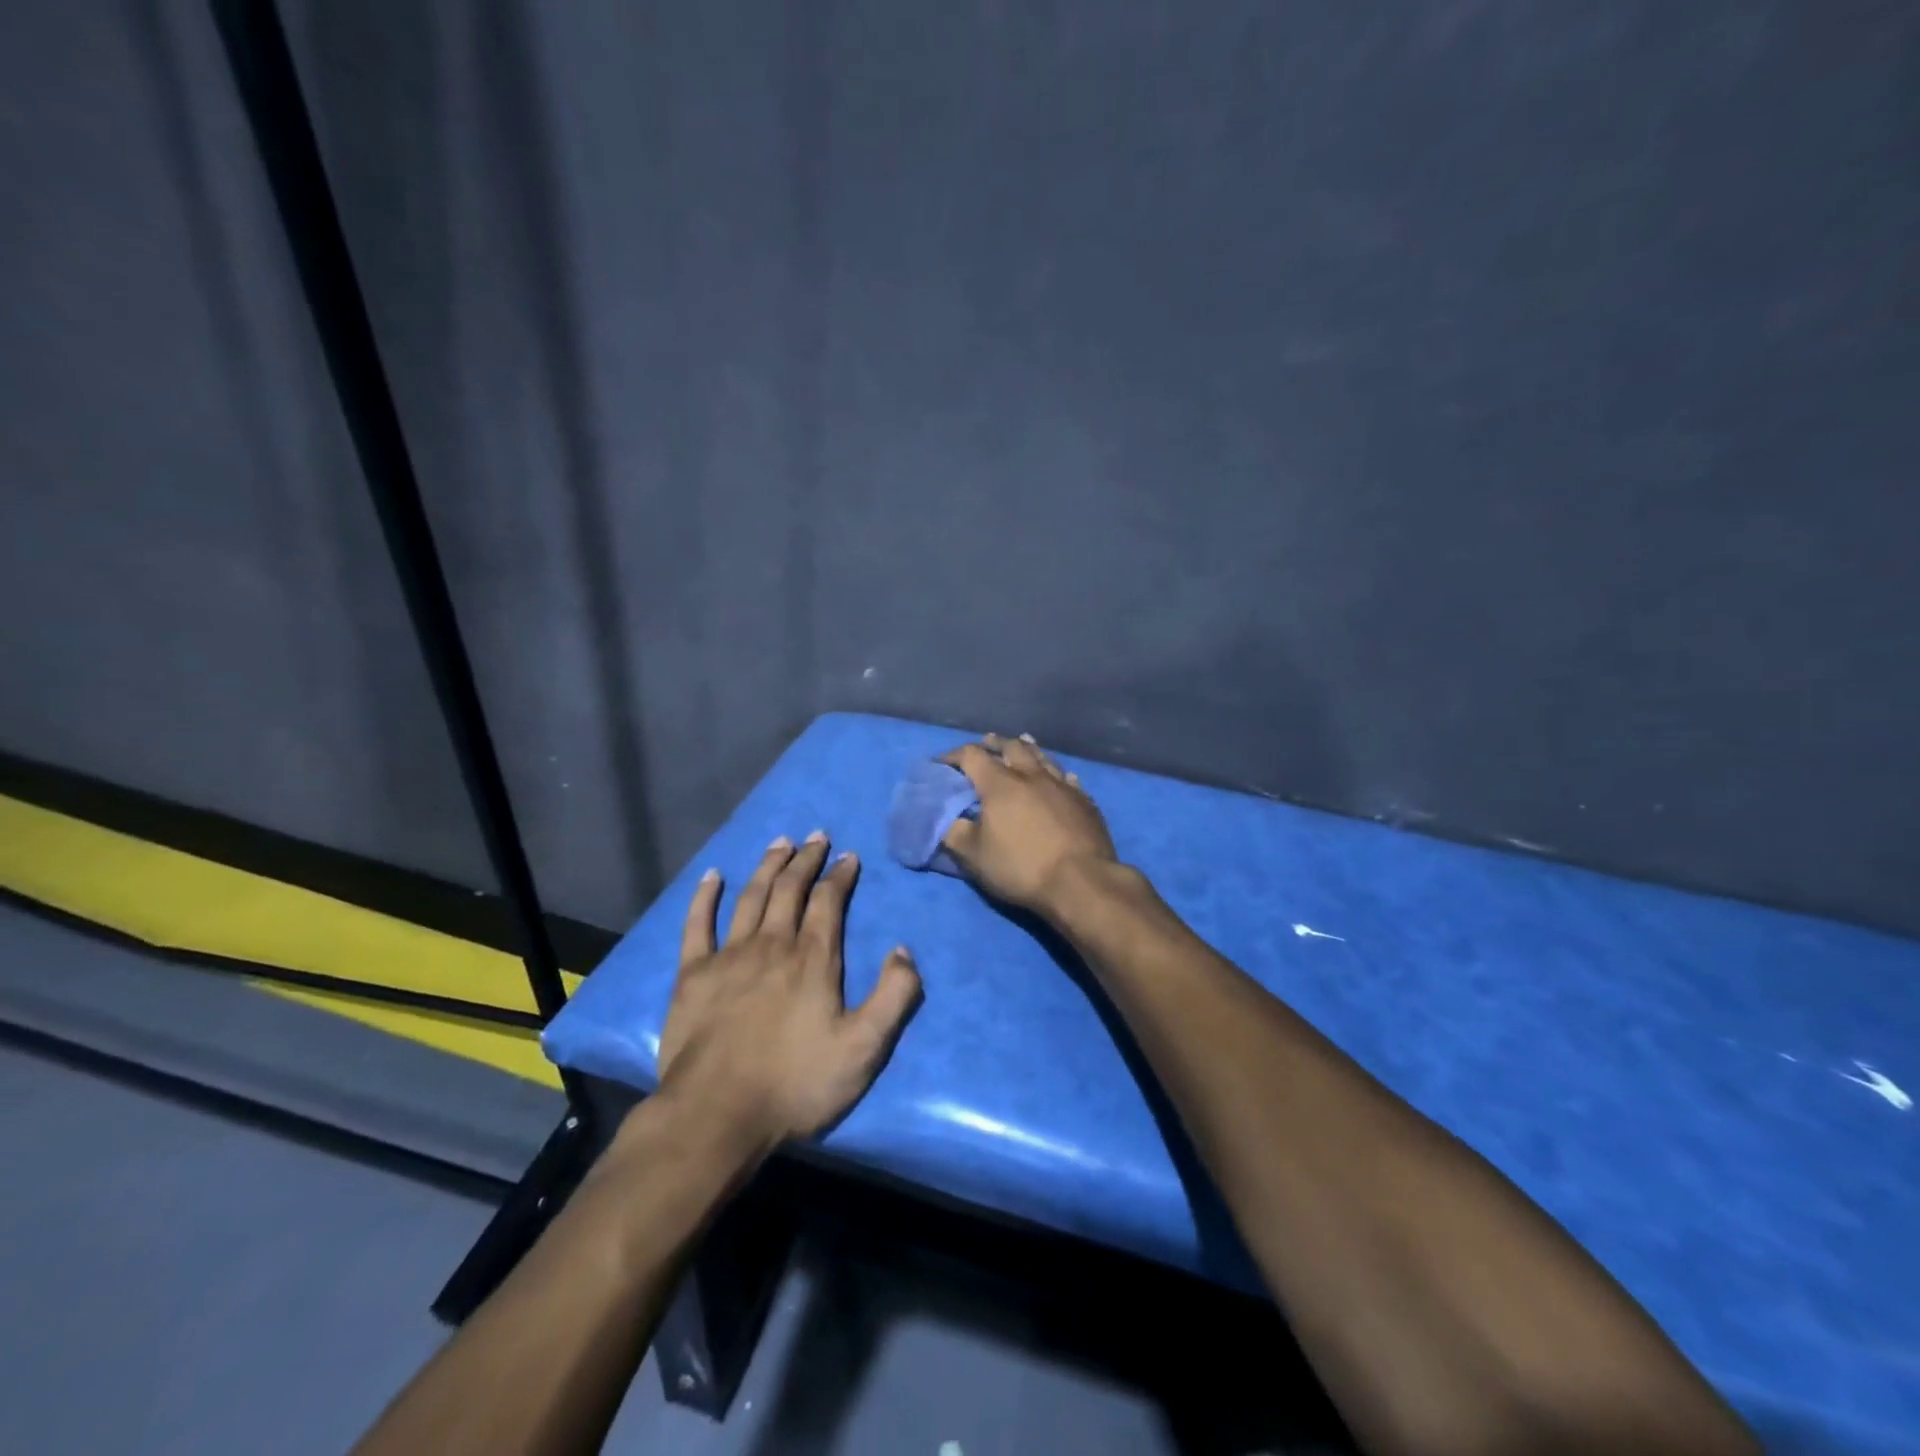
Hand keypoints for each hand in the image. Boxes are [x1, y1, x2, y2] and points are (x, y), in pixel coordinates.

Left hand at [656, 833, 922, 1149]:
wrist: (717, 1115)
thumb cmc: (795, 1083)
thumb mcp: (863, 1049)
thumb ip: (893, 996)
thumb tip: (904, 950)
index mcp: (813, 959)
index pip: (828, 901)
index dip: (840, 875)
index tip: (848, 856)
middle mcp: (772, 944)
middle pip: (790, 889)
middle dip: (805, 859)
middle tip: (815, 836)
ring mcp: (729, 956)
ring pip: (751, 896)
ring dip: (767, 866)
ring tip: (779, 843)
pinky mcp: (693, 975)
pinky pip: (698, 924)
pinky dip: (705, 897)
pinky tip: (712, 876)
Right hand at [941, 733, 1118, 918]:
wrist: (1081, 881)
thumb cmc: (1021, 866)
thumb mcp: (974, 856)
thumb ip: (954, 833)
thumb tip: (946, 820)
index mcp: (1000, 784)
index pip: (972, 756)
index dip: (953, 756)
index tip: (942, 763)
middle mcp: (1031, 775)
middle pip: (1011, 747)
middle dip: (995, 743)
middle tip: (986, 743)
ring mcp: (1062, 786)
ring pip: (1042, 757)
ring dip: (1027, 748)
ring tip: (1021, 743)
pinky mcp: (1084, 801)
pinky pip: (1067, 778)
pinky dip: (1057, 773)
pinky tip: (1060, 776)